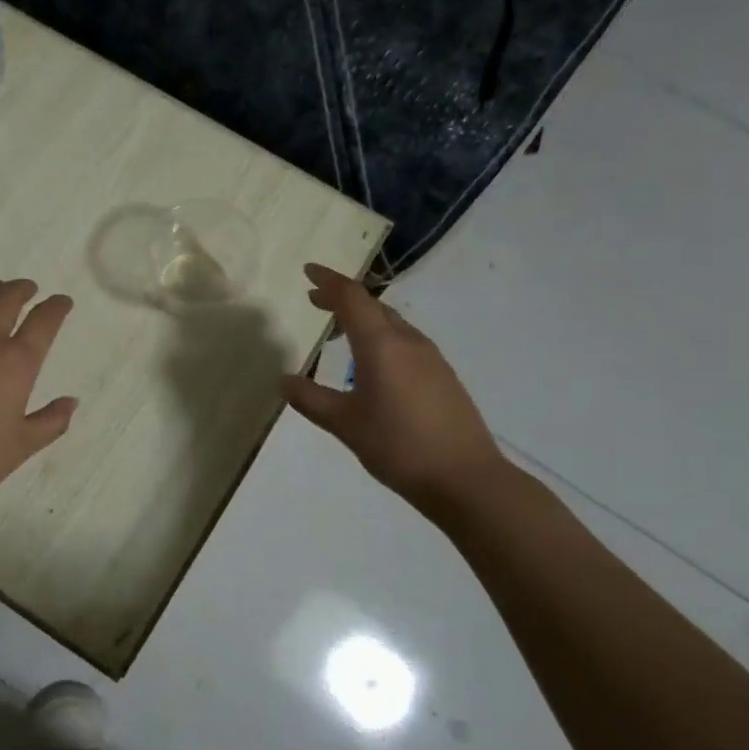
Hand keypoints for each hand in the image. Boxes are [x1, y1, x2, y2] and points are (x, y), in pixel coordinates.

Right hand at [282, 264, 510, 521]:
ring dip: (364, 319)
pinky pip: (405, 343)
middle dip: (343, 299)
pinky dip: (382, 339)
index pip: (352, 298)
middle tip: (316, 301)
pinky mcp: (443, 376)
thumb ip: (311, 399)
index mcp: (381, 345)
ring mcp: (431, 358)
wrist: (466, 479)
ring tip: (340, 335)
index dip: (328, 281)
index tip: (308, 270)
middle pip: (373, 306)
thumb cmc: (398, 446)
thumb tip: (283, 380)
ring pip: (392, 324)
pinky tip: (373, 366)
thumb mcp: (345, 424)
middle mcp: (408, 342)